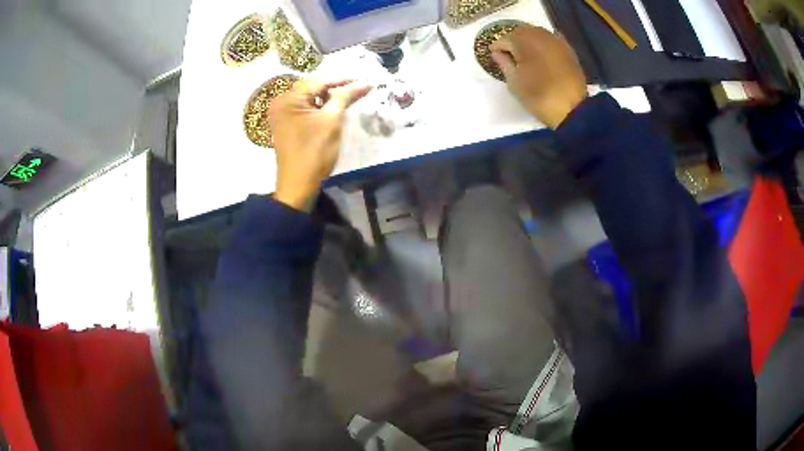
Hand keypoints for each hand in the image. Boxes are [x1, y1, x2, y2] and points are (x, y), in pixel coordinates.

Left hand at [269, 79, 371, 210]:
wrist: (298, 185)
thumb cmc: (314, 152)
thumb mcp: (331, 121)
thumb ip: (345, 97)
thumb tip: (365, 83)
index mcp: (288, 99)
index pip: (319, 82)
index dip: (343, 81)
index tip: (364, 81)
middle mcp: (281, 102)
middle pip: (312, 88)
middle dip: (335, 88)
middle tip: (358, 88)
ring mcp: (281, 114)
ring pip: (309, 98)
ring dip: (328, 97)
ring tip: (349, 97)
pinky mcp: (285, 124)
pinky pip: (304, 109)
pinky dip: (319, 107)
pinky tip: (334, 108)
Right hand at [491, 25, 587, 128]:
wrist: (573, 109)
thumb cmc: (539, 97)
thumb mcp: (514, 83)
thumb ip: (503, 63)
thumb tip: (497, 52)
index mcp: (523, 41)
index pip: (503, 39)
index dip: (497, 48)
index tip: (495, 57)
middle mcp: (539, 35)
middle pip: (520, 32)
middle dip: (513, 41)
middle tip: (509, 55)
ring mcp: (555, 40)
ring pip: (536, 32)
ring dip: (528, 40)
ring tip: (525, 54)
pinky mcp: (568, 49)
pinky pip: (551, 39)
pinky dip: (543, 43)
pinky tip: (541, 52)